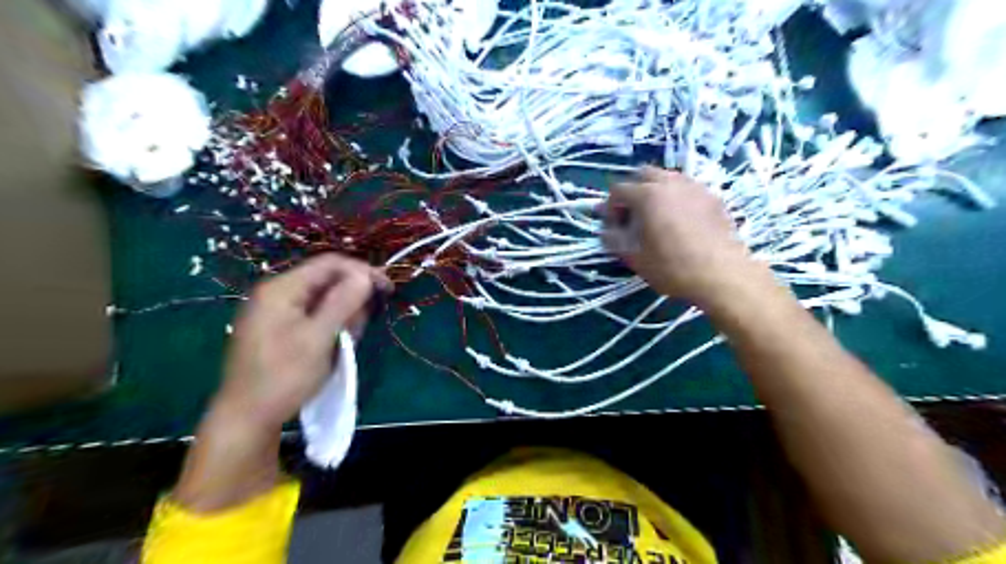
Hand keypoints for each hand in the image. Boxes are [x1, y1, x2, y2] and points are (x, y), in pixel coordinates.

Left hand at [215, 252, 389, 430]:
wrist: (246, 418)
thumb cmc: (284, 376)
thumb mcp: (319, 338)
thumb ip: (343, 303)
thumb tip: (366, 276)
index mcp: (281, 289)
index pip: (330, 264)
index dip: (362, 271)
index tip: (387, 288)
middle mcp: (277, 293)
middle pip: (326, 280)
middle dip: (352, 297)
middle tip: (364, 324)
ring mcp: (276, 311)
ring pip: (322, 299)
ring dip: (343, 314)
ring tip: (348, 340)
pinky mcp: (279, 327)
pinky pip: (313, 314)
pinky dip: (331, 324)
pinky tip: (335, 344)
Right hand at [601, 167, 758, 307]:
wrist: (721, 274)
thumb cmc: (671, 267)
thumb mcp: (633, 257)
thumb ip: (613, 239)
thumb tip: (605, 230)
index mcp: (646, 195)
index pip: (618, 190)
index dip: (610, 207)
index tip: (614, 227)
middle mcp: (669, 183)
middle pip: (643, 174)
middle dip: (632, 191)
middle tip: (632, 215)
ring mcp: (694, 187)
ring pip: (668, 177)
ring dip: (655, 190)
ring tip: (656, 215)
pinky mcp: (712, 196)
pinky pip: (687, 188)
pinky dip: (676, 196)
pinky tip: (679, 219)